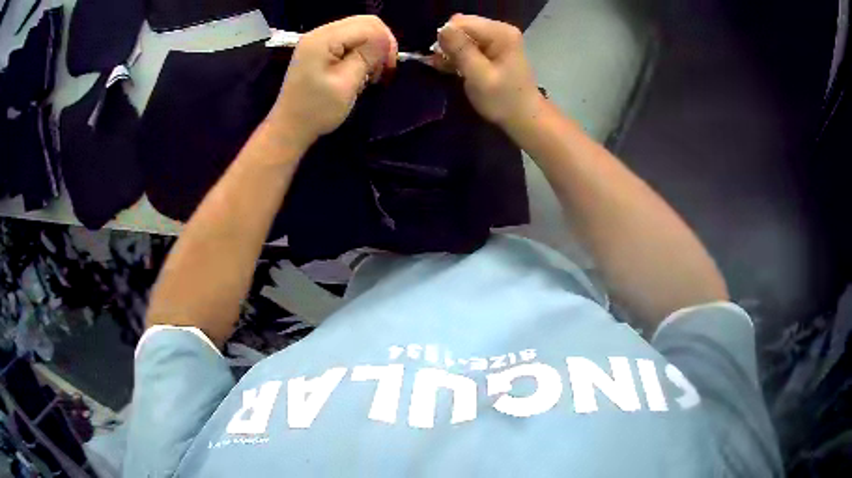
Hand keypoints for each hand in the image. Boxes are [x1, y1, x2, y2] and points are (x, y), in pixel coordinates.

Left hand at [269, 16, 398, 146]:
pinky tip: (360, 70)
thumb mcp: (346, 84)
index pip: (368, 25)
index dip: (385, 42)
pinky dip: (360, 53)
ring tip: (370, 73)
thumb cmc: (317, 110)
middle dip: (380, 43)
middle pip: (364, 23)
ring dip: (371, 49)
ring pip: (359, 31)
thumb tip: (386, 41)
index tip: (389, 68)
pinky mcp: (319, 50)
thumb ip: (366, 57)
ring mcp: (318, 40)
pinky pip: (349, 41)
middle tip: (383, 69)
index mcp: (323, 39)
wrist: (290, 128)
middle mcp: (320, 33)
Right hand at [433, 14, 542, 129]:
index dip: (447, 39)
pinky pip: (467, 43)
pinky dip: (458, 55)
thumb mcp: (479, 77)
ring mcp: (496, 38)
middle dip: (449, 44)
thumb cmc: (503, 100)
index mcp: (500, 33)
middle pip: (460, 26)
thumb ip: (461, 51)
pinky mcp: (491, 47)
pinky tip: (453, 68)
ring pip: (461, 35)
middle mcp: (499, 30)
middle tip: (446, 65)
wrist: (523, 117)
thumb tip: (443, 28)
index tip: (444, 59)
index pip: (461, 22)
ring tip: (450, 69)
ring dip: (451, 51)